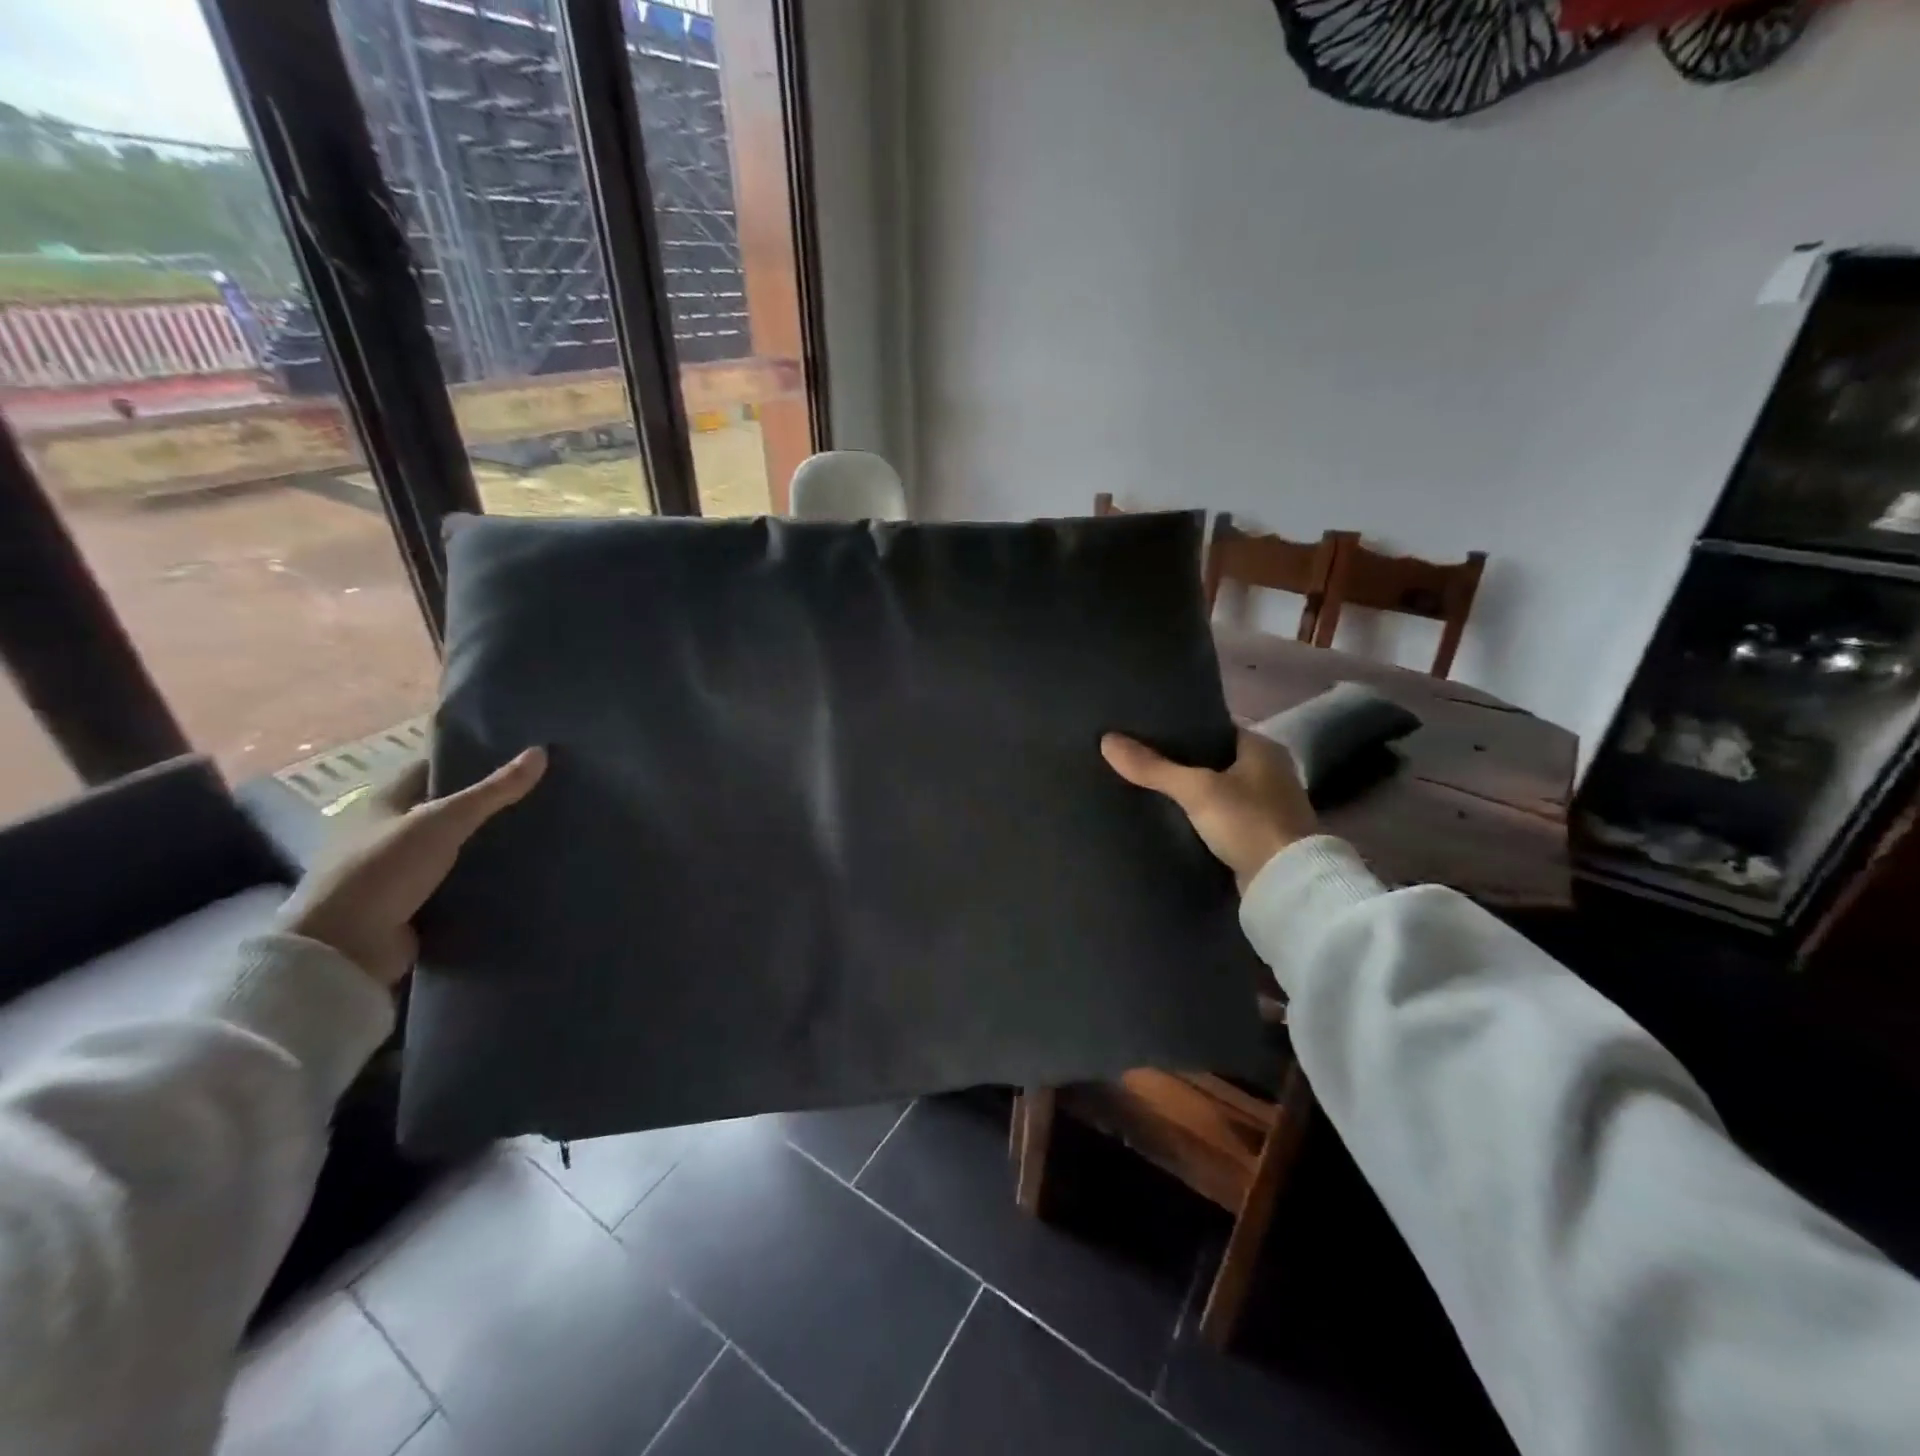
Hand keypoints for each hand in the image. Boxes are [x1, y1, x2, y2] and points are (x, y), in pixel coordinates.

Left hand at [281, 747, 547, 985]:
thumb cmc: (383, 870)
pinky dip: (485, 878)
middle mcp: (390, 832)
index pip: (435, 768)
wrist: (343, 949)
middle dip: (490, 805)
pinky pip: (459, 882)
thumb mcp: (443, 821)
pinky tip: (524, 872)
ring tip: (545, 833)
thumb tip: (541, 751)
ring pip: (457, 847)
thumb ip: (492, 790)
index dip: (473, 760)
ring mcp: (401, 871)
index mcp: (384, 802)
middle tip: (544, 795)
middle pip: (449, 809)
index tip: (521, 758)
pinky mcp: (415, 904)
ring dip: (490, 844)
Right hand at [1101, 729, 1315, 891]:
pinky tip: (1172, 819)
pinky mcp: (1260, 836)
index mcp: (1263, 748)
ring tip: (1148, 788)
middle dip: (1182, 762)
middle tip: (1140, 760)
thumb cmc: (1248, 822)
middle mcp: (1270, 771)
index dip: (1182, 729)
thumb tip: (1107, 741)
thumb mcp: (1196, 790)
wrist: (1287, 884)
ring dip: (1191, 792)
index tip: (1146, 732)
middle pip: (1215, 759)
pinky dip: (1200, 817)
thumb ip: (1153, 767)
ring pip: (1218, 790)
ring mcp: (1268, 806)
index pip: (1215, 727)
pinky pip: (1221, 817)